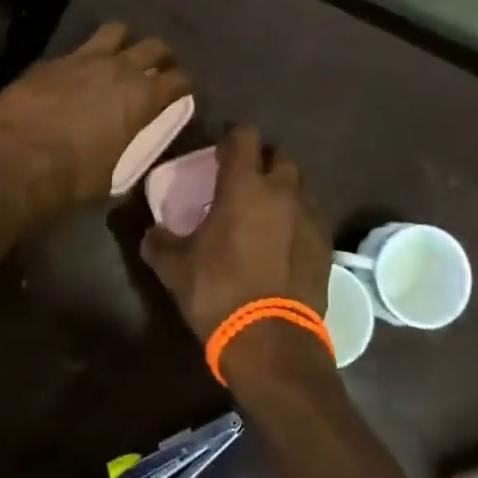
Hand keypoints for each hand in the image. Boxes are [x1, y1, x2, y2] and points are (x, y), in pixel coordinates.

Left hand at [0, 22, 190, 220]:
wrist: (17, 160)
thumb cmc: (73, 177)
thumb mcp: (115, 174)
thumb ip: (129, 150)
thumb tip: (126, 148)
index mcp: (143, 97)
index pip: (179, 79)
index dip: (182, 86)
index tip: (179, 94)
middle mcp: (119, 69)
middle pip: (154, 45)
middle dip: (160, 56)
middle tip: (155, 70)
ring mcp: (83, 58)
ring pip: (116, 31)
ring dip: (123, 43)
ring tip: (118, 58)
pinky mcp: (51, 60)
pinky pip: (76, 50)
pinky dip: (83, 60)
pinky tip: (74, 77)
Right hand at [140, 126, 332, 344]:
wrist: (271, 342)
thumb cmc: (218, 293)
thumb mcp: (175, 269)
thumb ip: (159, 243)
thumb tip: (151, 233)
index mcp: (244, 186)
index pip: (245, 136)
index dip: (232, 138)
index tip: (220, 154)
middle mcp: (282, 191)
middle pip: (279, 156)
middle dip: (262, 162)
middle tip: (243, 183)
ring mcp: (310, 216)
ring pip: (299, 186)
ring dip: (283, 190)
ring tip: (265, 213)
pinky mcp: (326, 243)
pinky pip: (311, 216)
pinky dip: (297, 219)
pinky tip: (283, 241)